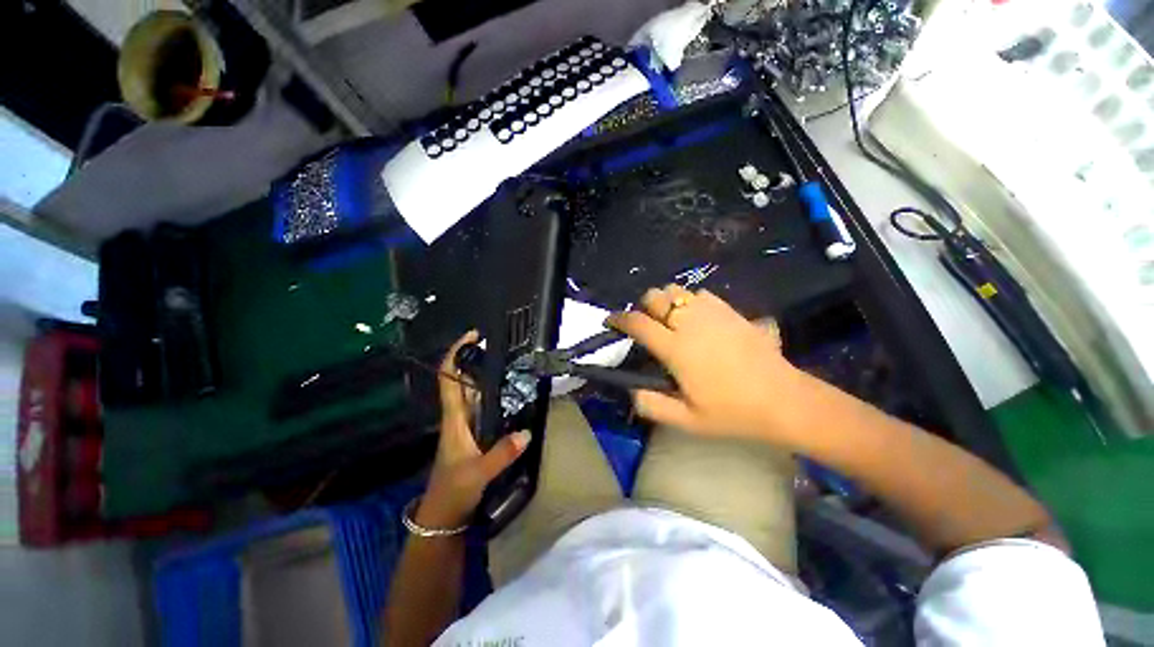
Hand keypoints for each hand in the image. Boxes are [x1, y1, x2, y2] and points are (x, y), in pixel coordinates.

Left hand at [417, 331, 530, 528]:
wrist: (444, 518)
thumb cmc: (453, 492)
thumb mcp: (477, 474)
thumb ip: (501, 454)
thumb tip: (527, 432)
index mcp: (454, 418)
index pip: (448, 378)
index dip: (456, 354)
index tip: (472, 336)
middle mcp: (459, 416)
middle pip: (462, 380)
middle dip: (475, 359)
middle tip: (499, 345)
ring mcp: (467, 426)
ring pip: (474, 393)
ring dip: (485, 375)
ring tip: (508, 361)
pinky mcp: (476, 435)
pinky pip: (485, 407)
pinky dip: (494, 394)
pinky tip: (511, 392)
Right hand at [608, 286, 811, 442]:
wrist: (784, 400)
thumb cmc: (733, 412)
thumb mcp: (687, 420)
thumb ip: (651, 404)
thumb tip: (630, 388)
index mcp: (675, 348)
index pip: (638, 323)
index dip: (619, 319)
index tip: (611, 321)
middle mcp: (690, 323)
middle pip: (655, 296)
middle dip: (643, 306)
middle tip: (646, 324)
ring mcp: (712, 313)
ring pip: (677, 290)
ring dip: (667, 301)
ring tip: (670, 320)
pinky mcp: (731, 310)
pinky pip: (701, 294)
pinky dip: (690, 301)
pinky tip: (696, 318)